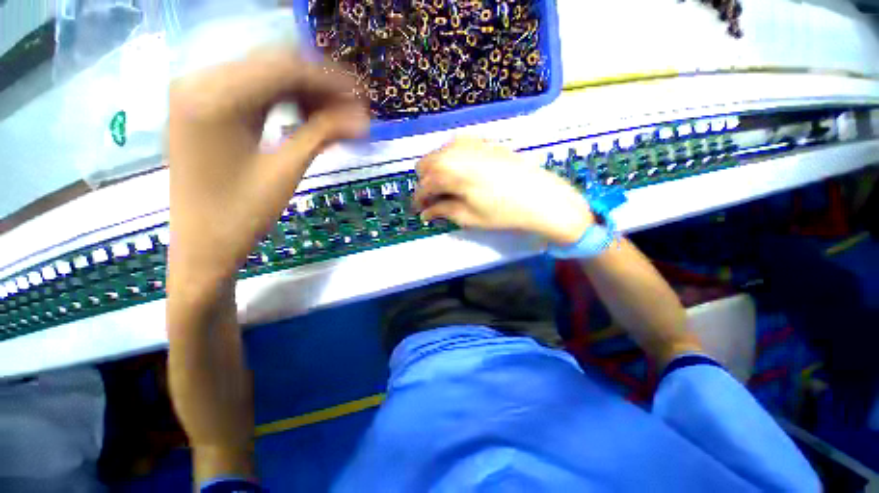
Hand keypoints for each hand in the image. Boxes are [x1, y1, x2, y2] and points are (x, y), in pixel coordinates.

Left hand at [168, 48, 368, 294]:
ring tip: (335, 120)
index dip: (331, 80)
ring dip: (305, 94)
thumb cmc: (241, 216)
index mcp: (214, 98)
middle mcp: (200, 82)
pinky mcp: (205, 108)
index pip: (285, 68)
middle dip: (320, 86)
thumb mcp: (285, 172)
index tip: (363, 98)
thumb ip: (322, 135)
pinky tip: (307, 121)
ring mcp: (199, 93)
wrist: (202, 245)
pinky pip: (254, 92)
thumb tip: (363, 120)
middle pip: (275, 65)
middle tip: (353, 112)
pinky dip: (286, 102)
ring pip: (267, 76)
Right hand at [414, 137, 592, 244]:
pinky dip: (452, 163)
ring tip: (450, 191)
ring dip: (438, 173)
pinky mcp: (482, 141)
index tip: (421, 212)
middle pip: (425, 165)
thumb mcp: (468, 216)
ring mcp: (469, 141)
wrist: (541, 197)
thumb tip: (425, 213)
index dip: (419, 201)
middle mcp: (454, 149)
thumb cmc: (503, 212)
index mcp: (448, 170)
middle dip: (426, 184)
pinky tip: (463, 177)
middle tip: (436, 202)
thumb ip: (442, 210)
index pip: (422, 186)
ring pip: (439, 155)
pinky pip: (456, 149)